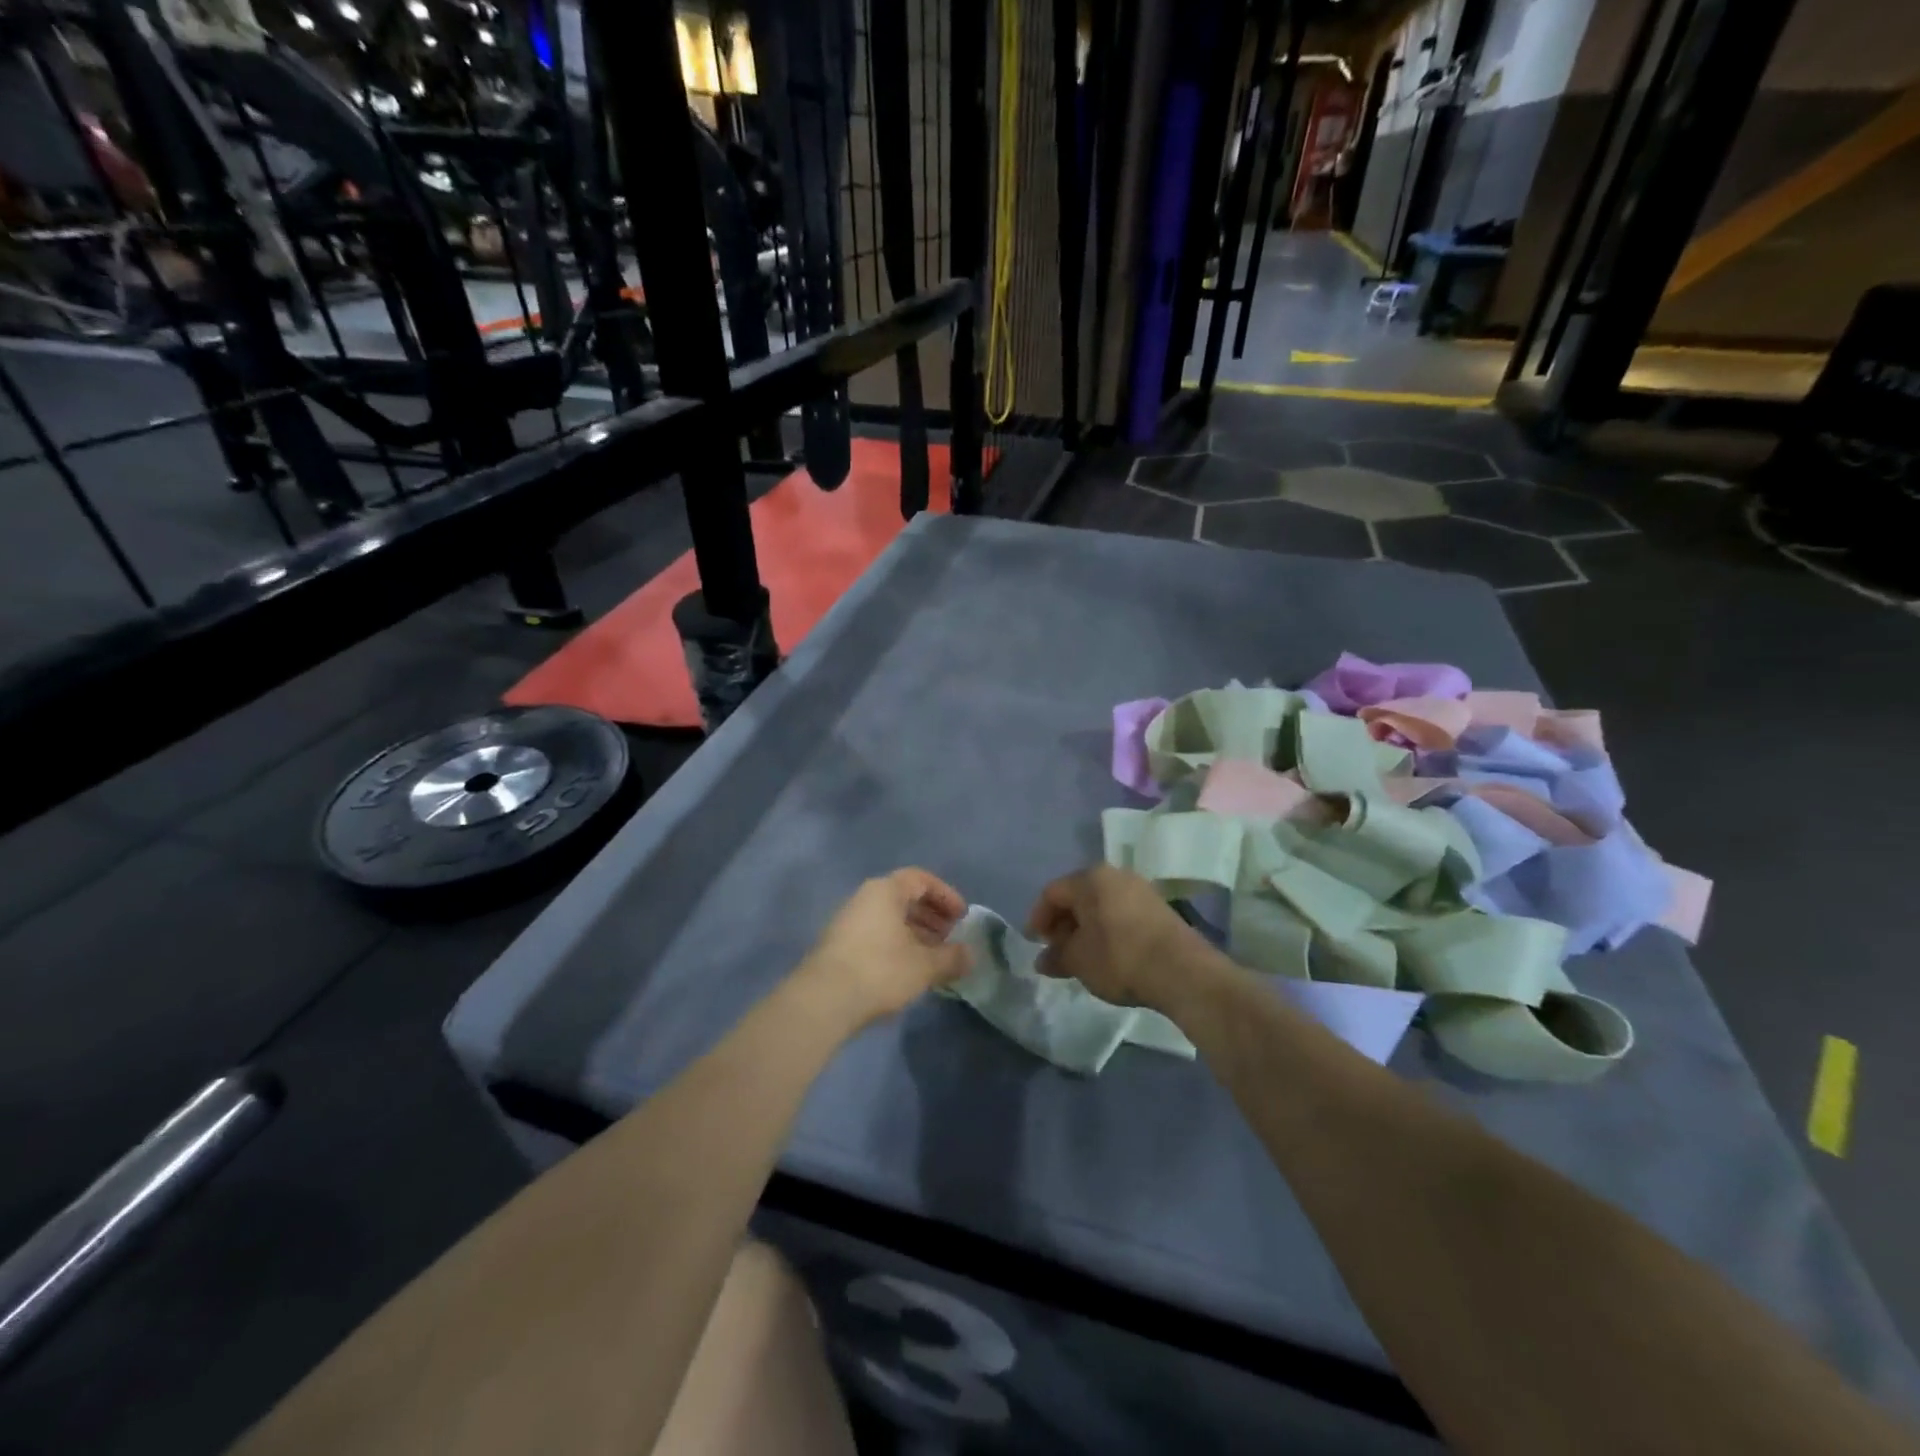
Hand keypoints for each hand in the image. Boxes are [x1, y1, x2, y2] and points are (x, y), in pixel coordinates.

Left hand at [798, 869, 971, 1028]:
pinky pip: (876, 934)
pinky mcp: (838, 945)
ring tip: (933, 958)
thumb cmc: (880, 970)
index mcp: (885, 891)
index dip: (946, 895)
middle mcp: (864, 898)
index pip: (921, 879)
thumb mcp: (925, 966)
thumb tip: (970, 956)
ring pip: (889, 918)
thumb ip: (951, 957)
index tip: (962, 917)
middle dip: (932, 916)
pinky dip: (897, 945)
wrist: (823, 1000)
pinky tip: (908, 970)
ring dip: (915, 933)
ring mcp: (848, 921)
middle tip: (950, 938)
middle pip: (904, 897)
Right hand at [1026, 865, 1217, 1010]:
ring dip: (1086, 927)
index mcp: (1090, 878)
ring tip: (1082, 956)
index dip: (1038, 918)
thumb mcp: (1078, 961)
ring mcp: (1141, 889)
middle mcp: (1115, 875)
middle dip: (1063, 923)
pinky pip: (1121, 913)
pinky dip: (1108, 929)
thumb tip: (1043, 959)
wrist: (1182, 971)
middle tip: (1057, 951)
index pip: (1052, 892)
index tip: (1035, 944)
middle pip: (1078, 895)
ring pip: (1101, 904)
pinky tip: (1109, 954)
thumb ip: (1056, 956)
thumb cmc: (1119, 958)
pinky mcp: (1159, 907)